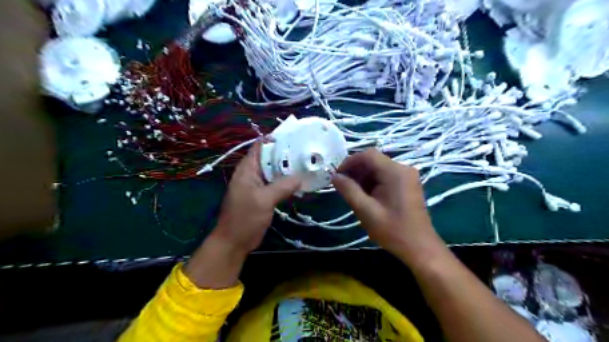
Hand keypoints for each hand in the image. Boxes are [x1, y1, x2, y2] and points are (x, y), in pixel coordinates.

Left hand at [213, 142, 301, 256]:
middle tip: (306, 151)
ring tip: (307, 163)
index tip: (295, 137)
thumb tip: (301, 177)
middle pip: (270, 158)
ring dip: (288, 169)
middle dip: (286, 154)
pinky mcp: (263, 195)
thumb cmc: (245, 218)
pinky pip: (276, 184)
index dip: (276, 139)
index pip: (261, 146)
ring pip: (275, 171)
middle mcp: (252, 173)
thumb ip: (282, 186)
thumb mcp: (264, 200)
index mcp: (248, 169)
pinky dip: (286, 182)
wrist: (235, 242)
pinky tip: (300, 182)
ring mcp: (258, 185)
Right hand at [333, 148, 442, 263]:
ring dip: (363, 177)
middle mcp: (403, 168)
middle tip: (343, 186)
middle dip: (356, 171)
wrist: (419, 247)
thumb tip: (334, 176)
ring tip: (352, 193)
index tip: (337, 176)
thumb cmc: (392, 230)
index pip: (368, 155)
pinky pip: (386, 176)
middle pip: (374, 160)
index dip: (349, 162)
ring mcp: (407, 176)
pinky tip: (366, 196)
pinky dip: (373, 182)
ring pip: (379, 168)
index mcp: (395, 172)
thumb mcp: (366, 211)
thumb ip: (348, 190)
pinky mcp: (407, 184)